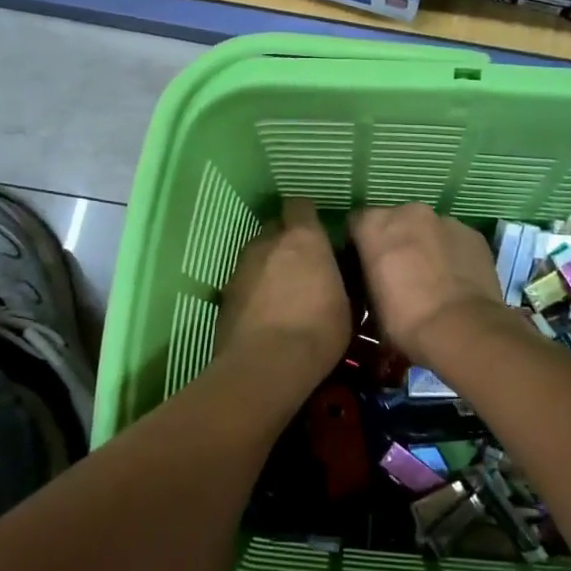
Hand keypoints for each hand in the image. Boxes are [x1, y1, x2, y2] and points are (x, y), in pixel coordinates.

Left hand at [216, 198, 350, 386]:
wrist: (266, 365)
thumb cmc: (318, 330)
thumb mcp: (346, 305)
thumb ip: (337, 277)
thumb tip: (337, 272)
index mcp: (303, 238)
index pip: (299, 205)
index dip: (305, 216)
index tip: (315, 231)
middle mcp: (268, 243)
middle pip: (274, 228)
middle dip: (285, 240)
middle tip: (300, 264)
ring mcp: (241, 266)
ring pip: (256, 255)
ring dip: (267, 265)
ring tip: (280, 292)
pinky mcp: (224, 293)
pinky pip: (243, 281)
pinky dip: (252, 290)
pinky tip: (263, 312)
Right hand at [349, 203, 507, 368]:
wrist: (461, 329)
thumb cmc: (404, 320)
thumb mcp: (370, 303)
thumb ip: (369, 277)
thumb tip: (376, 280)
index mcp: (374, 224)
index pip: (357, 223)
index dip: (359, 245)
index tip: (364, 267)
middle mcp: (408, 212)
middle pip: (395, 221)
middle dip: (395, 241)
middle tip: (399, 273)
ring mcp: (446, 220)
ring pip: (428, 229)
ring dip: (425, 246)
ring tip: (431, 279)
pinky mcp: (474, 234)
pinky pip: (455, 240)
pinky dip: (451, 254)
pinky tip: (455, 281)